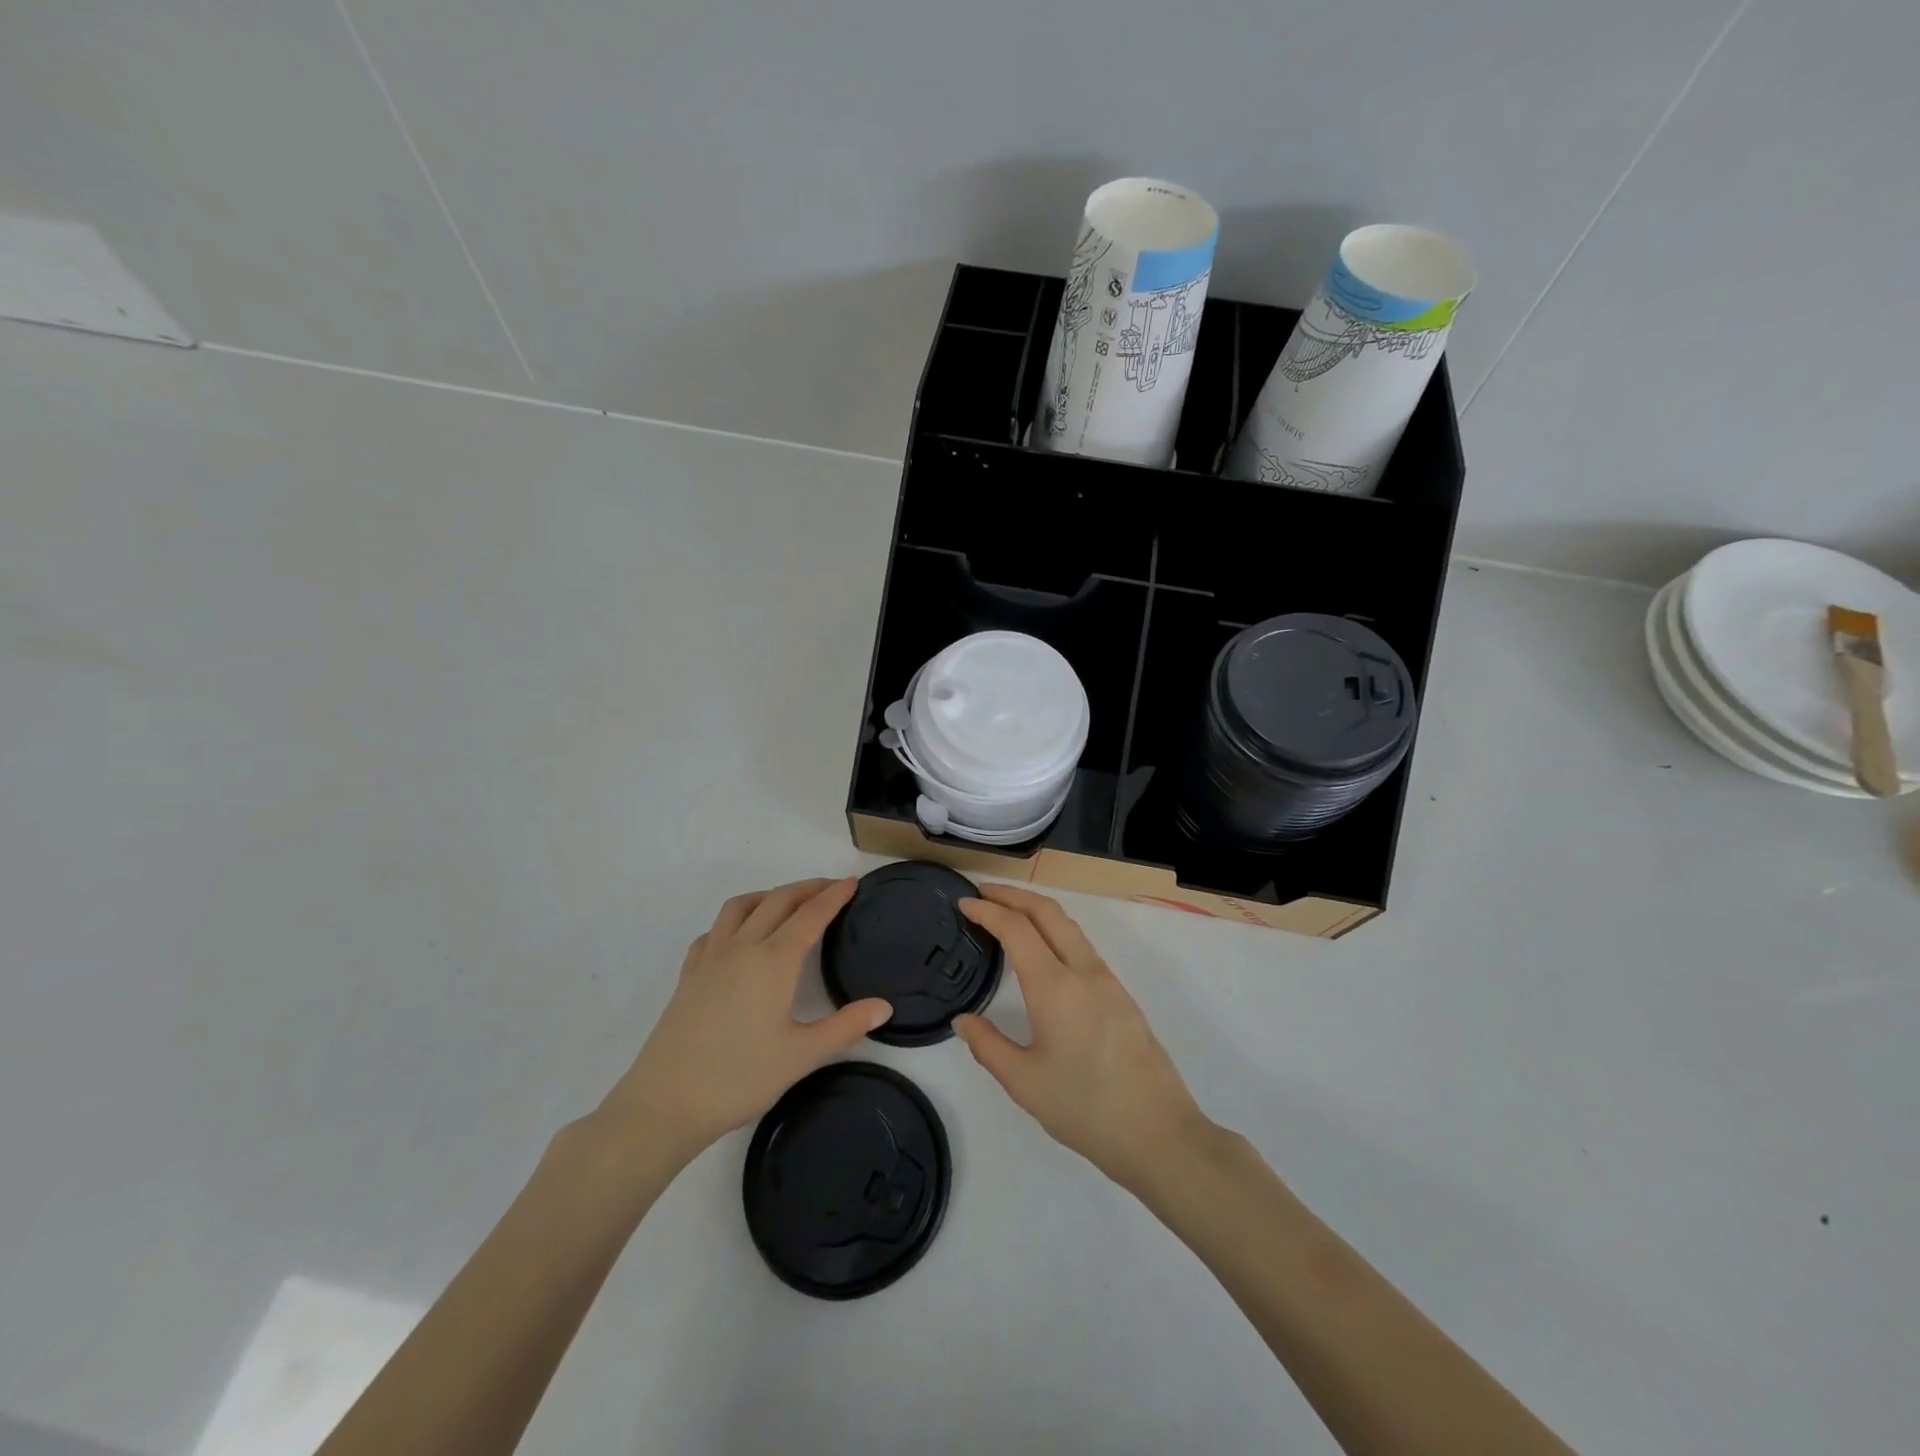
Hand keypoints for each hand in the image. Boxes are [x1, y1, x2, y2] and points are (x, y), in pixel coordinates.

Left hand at [596, 878, 891, 1161]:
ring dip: (769, 895)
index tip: (852, 882)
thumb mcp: (801, 1056)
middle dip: (807, 888)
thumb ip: (845, 1027)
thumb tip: (885, 1006)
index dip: (834, 895)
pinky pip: (714, 930)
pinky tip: (739, 937)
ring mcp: (710, 957)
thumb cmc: (739, 1078)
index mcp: (774, 961)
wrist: (665, 1102)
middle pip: (778, 901)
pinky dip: (735, 920)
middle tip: (830, 887)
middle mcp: (742, 947)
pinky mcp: (689, 974)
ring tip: (787, 902)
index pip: (811, 915)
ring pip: (741, 907)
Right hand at [954, 884, 1212, 1194]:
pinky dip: (1054, 930)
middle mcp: (1083, 971)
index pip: (1017, 928)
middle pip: (1047, 911)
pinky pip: (1081, 945)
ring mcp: (1107, 980)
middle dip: (1013, 894)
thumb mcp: (1024, 1083)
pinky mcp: (1121, 994)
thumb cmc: (1085, 1109)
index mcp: (1055, 987)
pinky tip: (1042, 950)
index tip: (964, 903)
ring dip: (1036, 909)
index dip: (987, 909)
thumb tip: (962, 1021)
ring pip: (1069, 925)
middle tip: (982, 893)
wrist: (1159, 1133)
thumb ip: (988, 1046)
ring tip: (1008, 914)